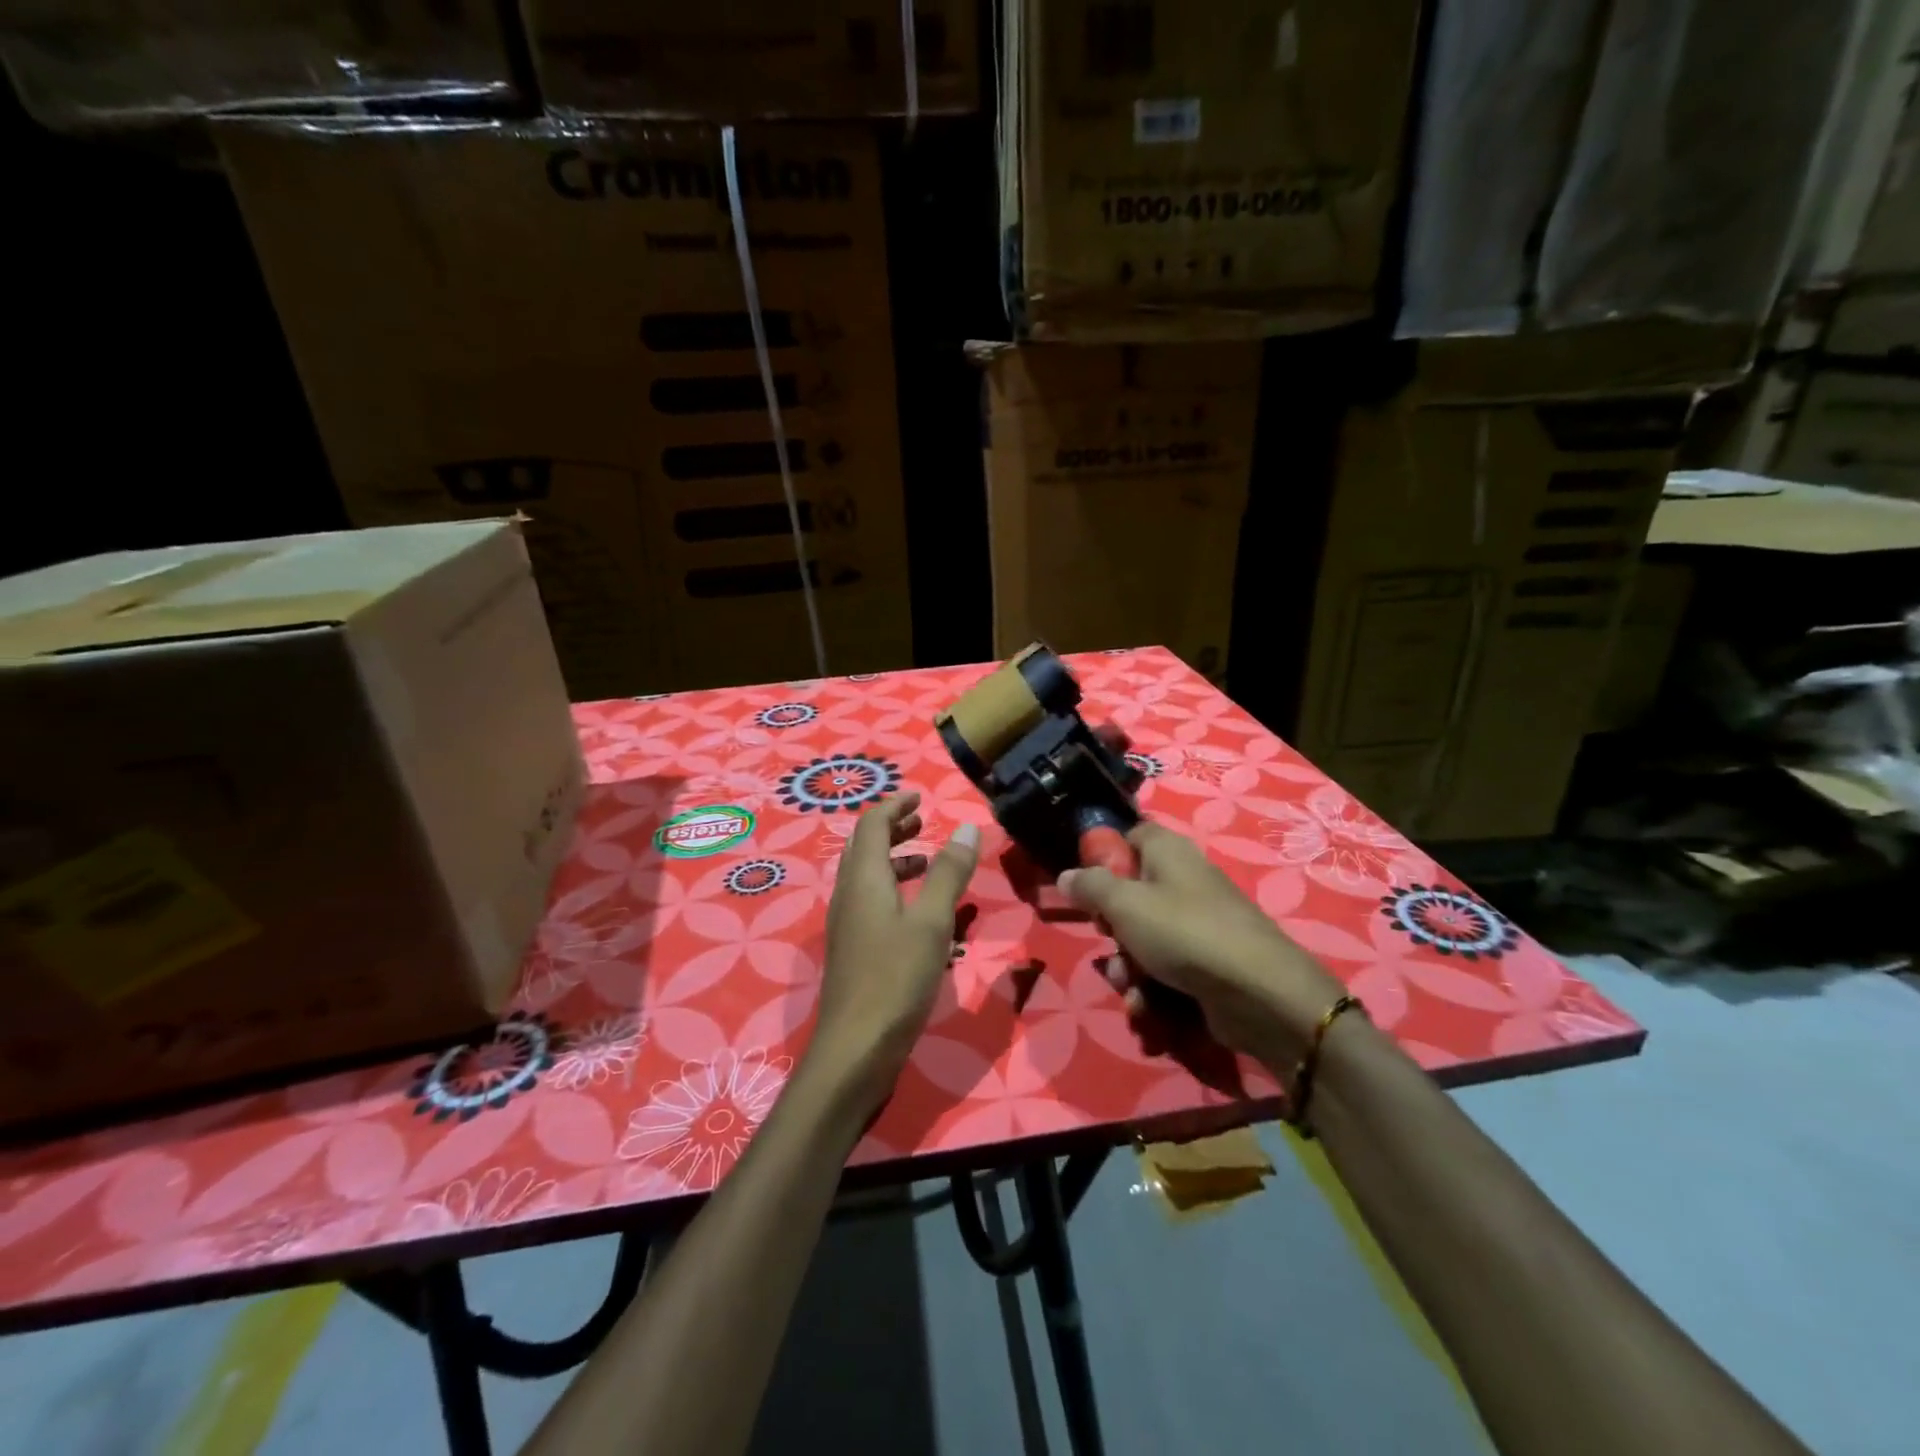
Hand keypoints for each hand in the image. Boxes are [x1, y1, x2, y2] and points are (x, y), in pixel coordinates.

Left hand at [808, 792, 980, 1109]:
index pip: (871, 825)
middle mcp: (847, 895)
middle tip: (922, 822)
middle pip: (864, 848)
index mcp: (863, 880)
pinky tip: (919, 911)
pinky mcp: (852, 949)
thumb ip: (948, 873)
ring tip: (926, 861)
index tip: (919, 797)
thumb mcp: (932, 921)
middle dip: (892, 829)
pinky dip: (893, 889)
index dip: (894, 806)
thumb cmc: (896, 978)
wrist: (855, 1048)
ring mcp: (846, 924)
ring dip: (894, 860)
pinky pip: (870, 902)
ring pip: (866, 876)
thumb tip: (965, 828)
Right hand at [1059, 820, 1345, 1064]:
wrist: (1257, 993)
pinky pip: (1166, 970)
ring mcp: (1198, 925)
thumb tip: (1067, 875)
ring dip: (1128, 968)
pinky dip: (1152, 990)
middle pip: (1131, 895)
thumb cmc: (1183, 932)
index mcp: (1168, 852)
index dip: (1106, 857)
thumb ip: (1090, 886)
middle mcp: (1184, 882)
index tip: (1086, 885)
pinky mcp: (1207, 964)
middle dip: (1112, 928)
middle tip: (1108, 940)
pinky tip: (1147, 1009)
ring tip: (1130, 988)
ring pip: (1143, 940)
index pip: (1131, 837)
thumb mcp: (1124, 904)